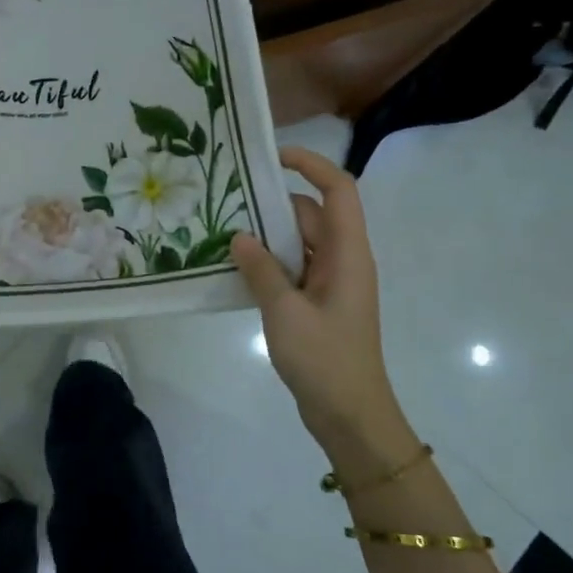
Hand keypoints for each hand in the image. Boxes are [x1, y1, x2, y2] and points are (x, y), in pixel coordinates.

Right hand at [231, 146, 404, 464]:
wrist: (350, 415)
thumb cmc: (325, 360)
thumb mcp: (285, 311)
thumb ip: (261, 269)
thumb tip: (240, 236)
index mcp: (348, 254)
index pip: (339, 191)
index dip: (311, 164)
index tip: (272, 157)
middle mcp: (343, 260)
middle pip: (311, 215)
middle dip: (273, 204)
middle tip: (228, 199)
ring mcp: (331, 283)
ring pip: (299, 243)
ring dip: (267, 236)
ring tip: (223, 230)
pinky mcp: (318, 303)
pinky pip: (293, 268)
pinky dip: (268, 263)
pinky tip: (235, 268)